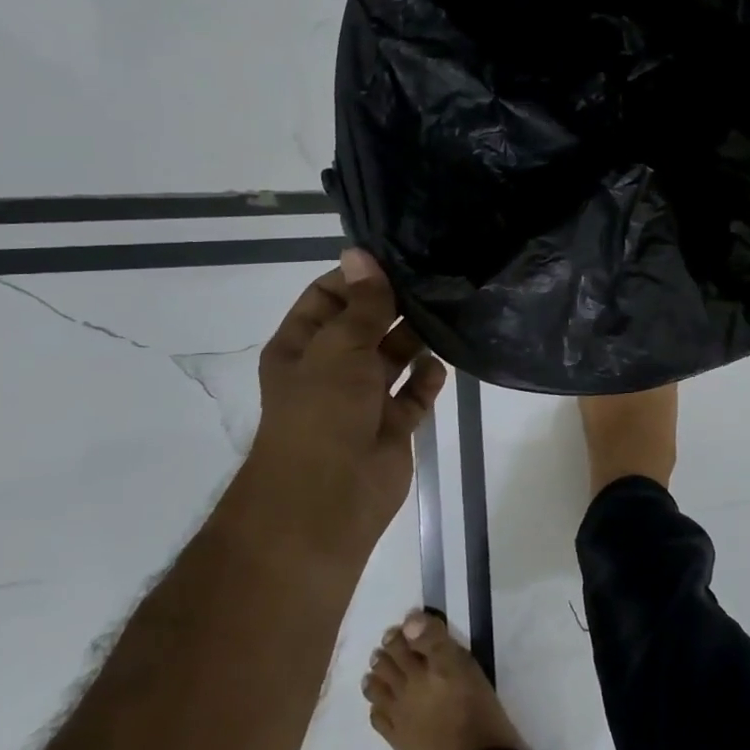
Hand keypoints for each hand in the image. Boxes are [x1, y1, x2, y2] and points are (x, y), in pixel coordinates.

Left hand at [243, 249, 446, 551]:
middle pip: (367, 324)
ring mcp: (364, 397)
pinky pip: (415, 392)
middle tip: (437, 282)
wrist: (328, 497)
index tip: (400, 260)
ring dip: (416, 340)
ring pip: (395, 356)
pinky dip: (428, 379)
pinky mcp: (394, 424)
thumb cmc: (322, 412)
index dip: (359, 277)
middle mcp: (332, 368)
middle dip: (396, 306)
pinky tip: (439, 367)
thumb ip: (361, 303)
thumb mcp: (339, 347)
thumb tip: (361, 253)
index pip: (329, 297)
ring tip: (447, 316)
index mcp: (303, 346)